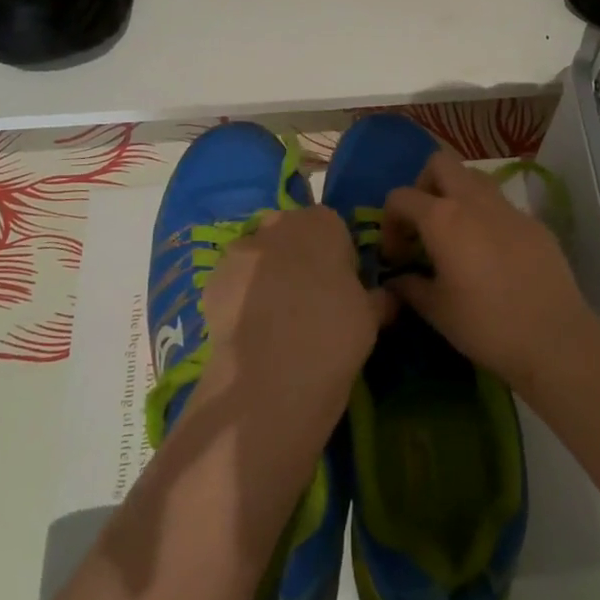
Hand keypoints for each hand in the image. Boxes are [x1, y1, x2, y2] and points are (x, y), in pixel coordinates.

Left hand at [198, 207, 391, 419]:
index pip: (334, 229)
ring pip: (258, 257)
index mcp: (323, 222)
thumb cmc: (335, 334)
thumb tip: (387, 297)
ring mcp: (241, 250)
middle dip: (298, 259)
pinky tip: (250, 332)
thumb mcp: (372, 316)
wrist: (272, 377)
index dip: (338, 258)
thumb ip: (378, 297)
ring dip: (266, 277)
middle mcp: (279, 224)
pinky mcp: (212, 280)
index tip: (342, 289)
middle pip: (291, 235)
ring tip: (275, 322)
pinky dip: (240, 299)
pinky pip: (233, 283)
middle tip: (309, 302)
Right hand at [381, 152, 599, 390]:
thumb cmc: (485, 324)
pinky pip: (501, 205)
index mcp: (442, 218)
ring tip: (455, 234)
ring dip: (457, 194)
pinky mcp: (533, 222)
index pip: (401, 197)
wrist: (554, 338)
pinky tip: (491, 254)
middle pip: (440, 164)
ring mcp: (508, 208)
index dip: (389, 223)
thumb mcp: (436, 310)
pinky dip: (486, 217)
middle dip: (424, 186)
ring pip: (474, 177)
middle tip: (423, 224)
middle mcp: (474, 200)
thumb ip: (410, 287)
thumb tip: (396, 280)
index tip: (397, 257)